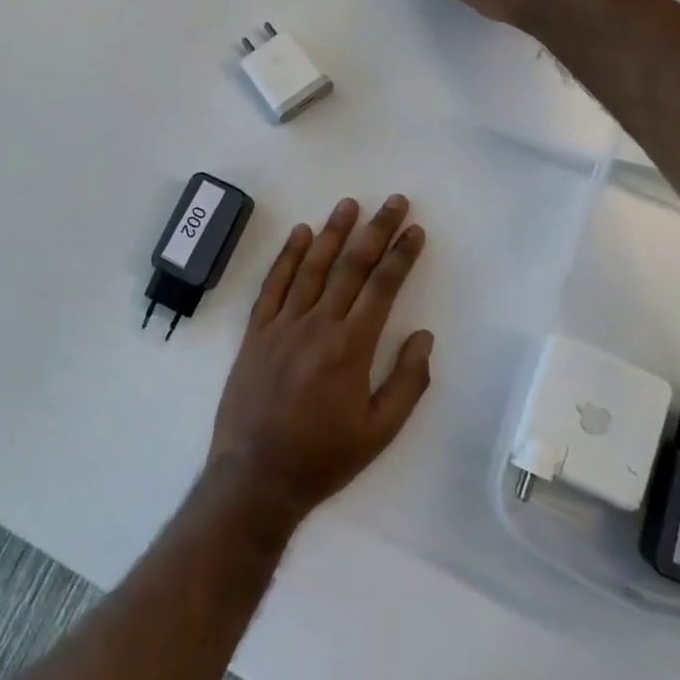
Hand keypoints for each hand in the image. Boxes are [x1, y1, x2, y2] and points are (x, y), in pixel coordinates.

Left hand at [207, 195, 432, 523]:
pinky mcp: (256, 331)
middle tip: (393, 202)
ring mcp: (282, 324)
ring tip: (349, 204)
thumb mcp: (379, 432)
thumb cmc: (323, 457)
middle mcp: (318, 324)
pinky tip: (300, 234)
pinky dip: (287, 257)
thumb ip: (407, 382)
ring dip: (333, 232)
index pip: (382, 287)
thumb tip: (424, 336)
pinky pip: (273, 285)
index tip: (415, 231)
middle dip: (376, 231)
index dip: (401, 256)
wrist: (255, 477)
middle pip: (352, 267)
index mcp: (351, 347)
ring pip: (312, 267)